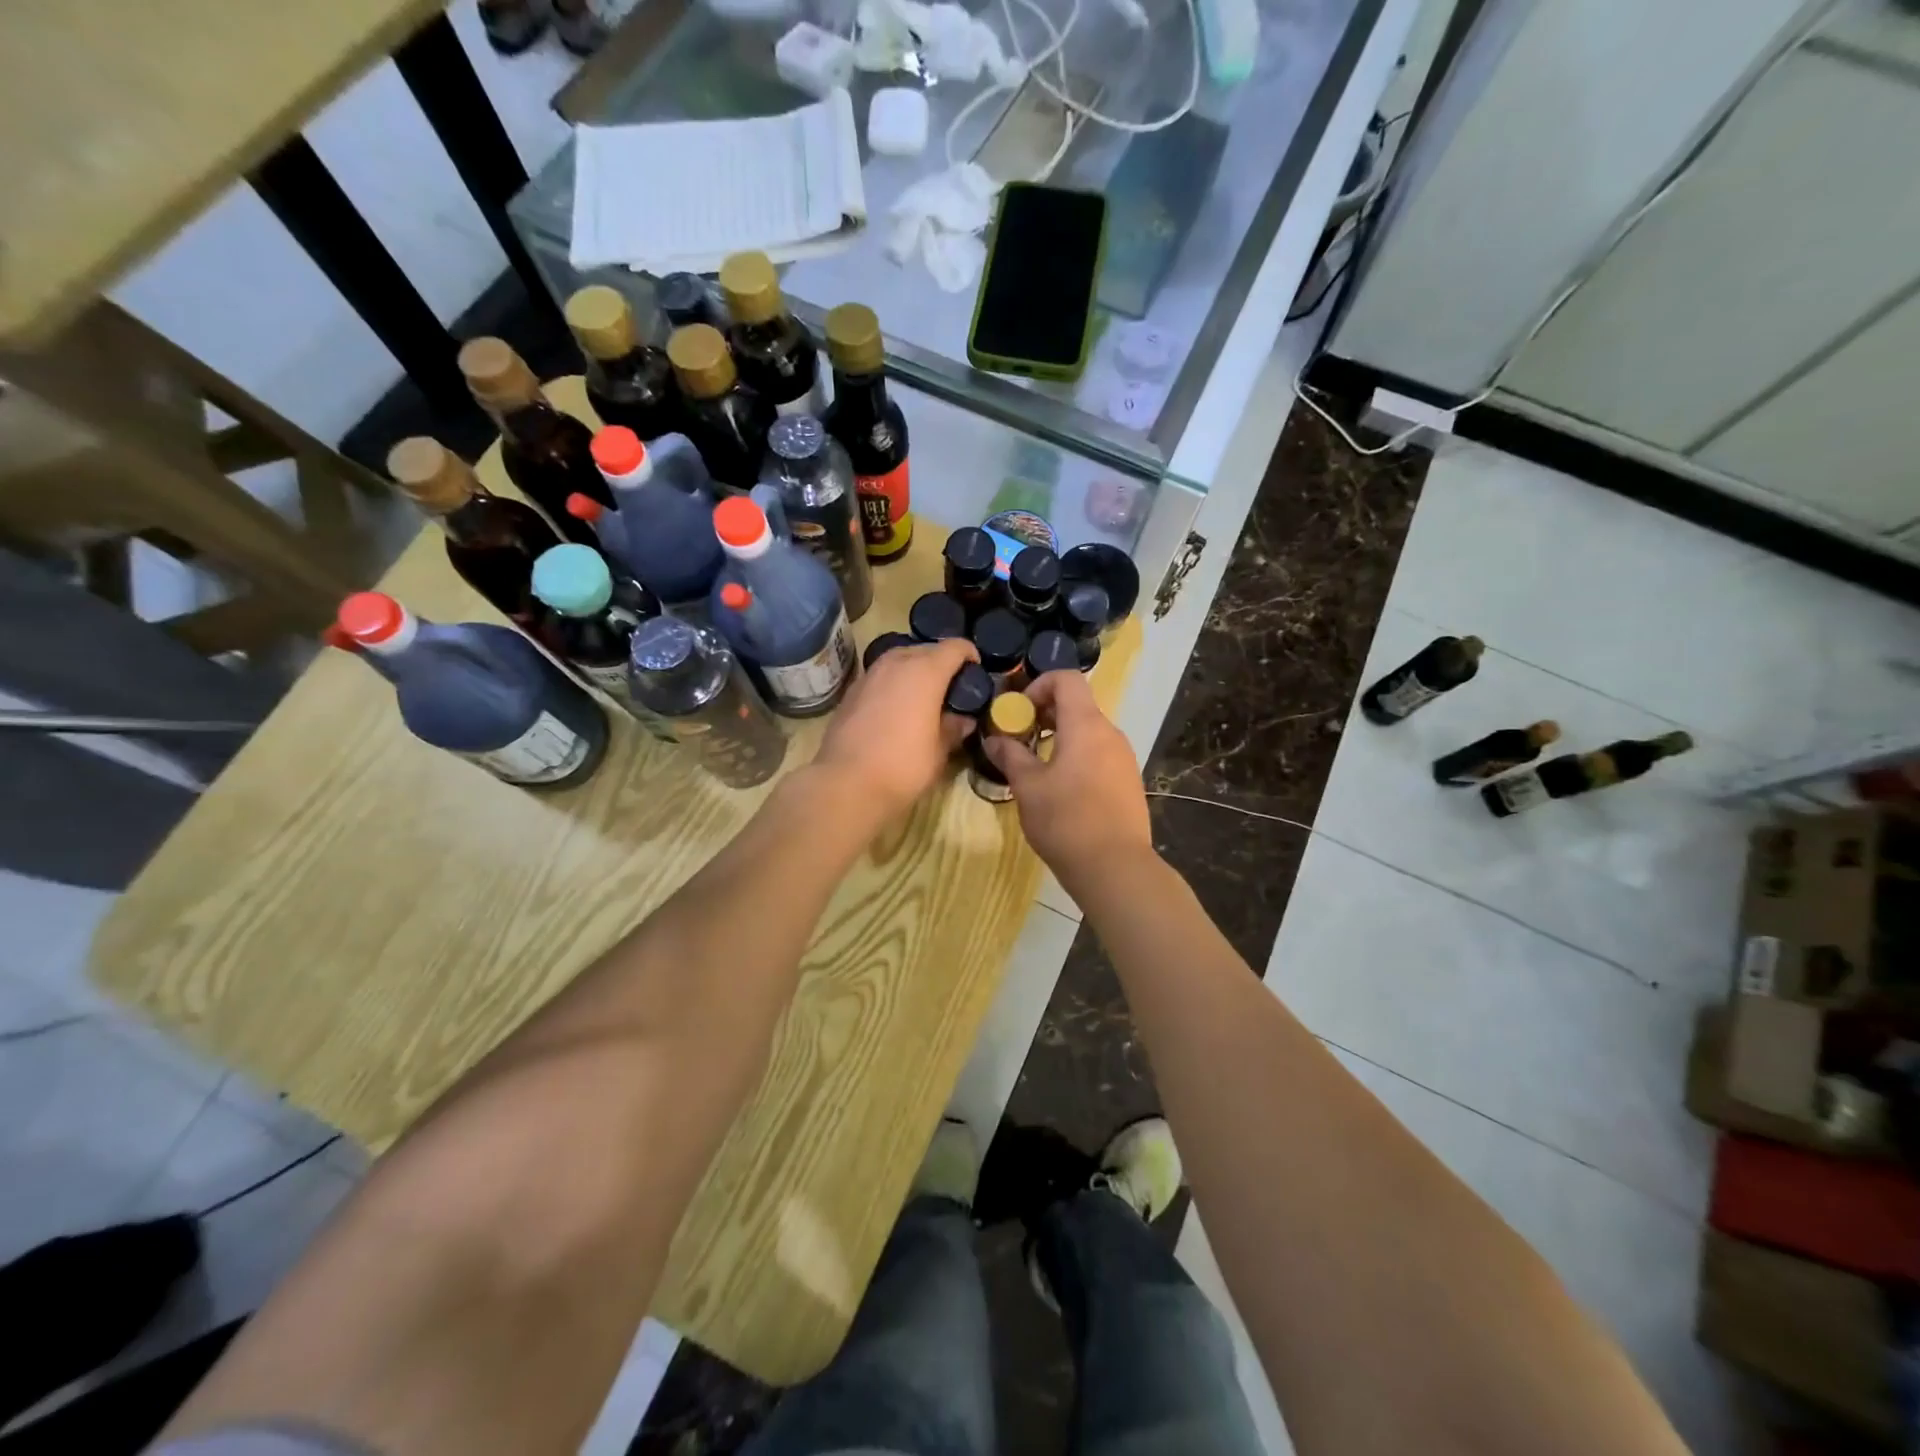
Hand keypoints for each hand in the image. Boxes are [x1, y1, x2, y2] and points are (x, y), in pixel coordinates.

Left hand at [816, 637, 979, 816]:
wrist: (846, 783)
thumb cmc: (903, 766)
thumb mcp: (939, 751)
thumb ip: (954, 728)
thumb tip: (963, 719)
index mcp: (925, 672)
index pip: (955, 647)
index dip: (969, 655)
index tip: (975, 672)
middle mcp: (896, 663)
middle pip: (925, 649)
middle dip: (941, 663)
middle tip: (951, 688)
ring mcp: (869, 674)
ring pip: (899, 660)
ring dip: (914, 671)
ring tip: (923, 697)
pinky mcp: (851, 691)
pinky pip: (880, 677)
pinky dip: (893, 684)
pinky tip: (895, 709)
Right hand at [984, 670, 1152, 887]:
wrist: (1115, 867)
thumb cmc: (1066, 820)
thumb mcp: (1028, 787)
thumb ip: (1010, 756)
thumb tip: (994, 739)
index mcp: (1086, 725)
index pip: (1066, 679)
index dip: (1038, 685)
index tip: (1018, 712)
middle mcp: (1110, 733)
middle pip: (1077, 704)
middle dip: (1044, 713)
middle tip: (1019, 738)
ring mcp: (1124, 757)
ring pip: (1088, 731)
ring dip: (1060, 737)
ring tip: (1036, 766)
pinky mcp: (1128, 780)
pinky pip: (1099, 754)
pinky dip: (1077, 756)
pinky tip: (1061, 788)